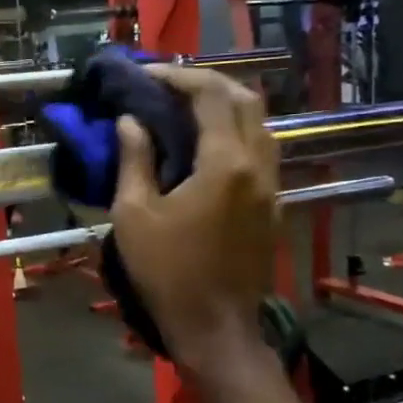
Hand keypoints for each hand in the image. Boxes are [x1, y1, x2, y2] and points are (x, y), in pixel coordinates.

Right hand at [109, 67, 277, 367]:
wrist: (215, 327)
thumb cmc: (168, 272)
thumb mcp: (134, 215)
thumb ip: (134, 160)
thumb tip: (130, 121)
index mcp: (224, 163)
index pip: (210, 95)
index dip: (178, 77)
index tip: (146, 75)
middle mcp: (256, 165)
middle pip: (245, 100)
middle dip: (208, 83)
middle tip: (169, 87)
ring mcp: (270, 185)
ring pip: (259, 124)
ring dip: (226, 106)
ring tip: (186, 109)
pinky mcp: (272, 205)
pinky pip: (260, 150)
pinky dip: (235, 132)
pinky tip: (206, 145)